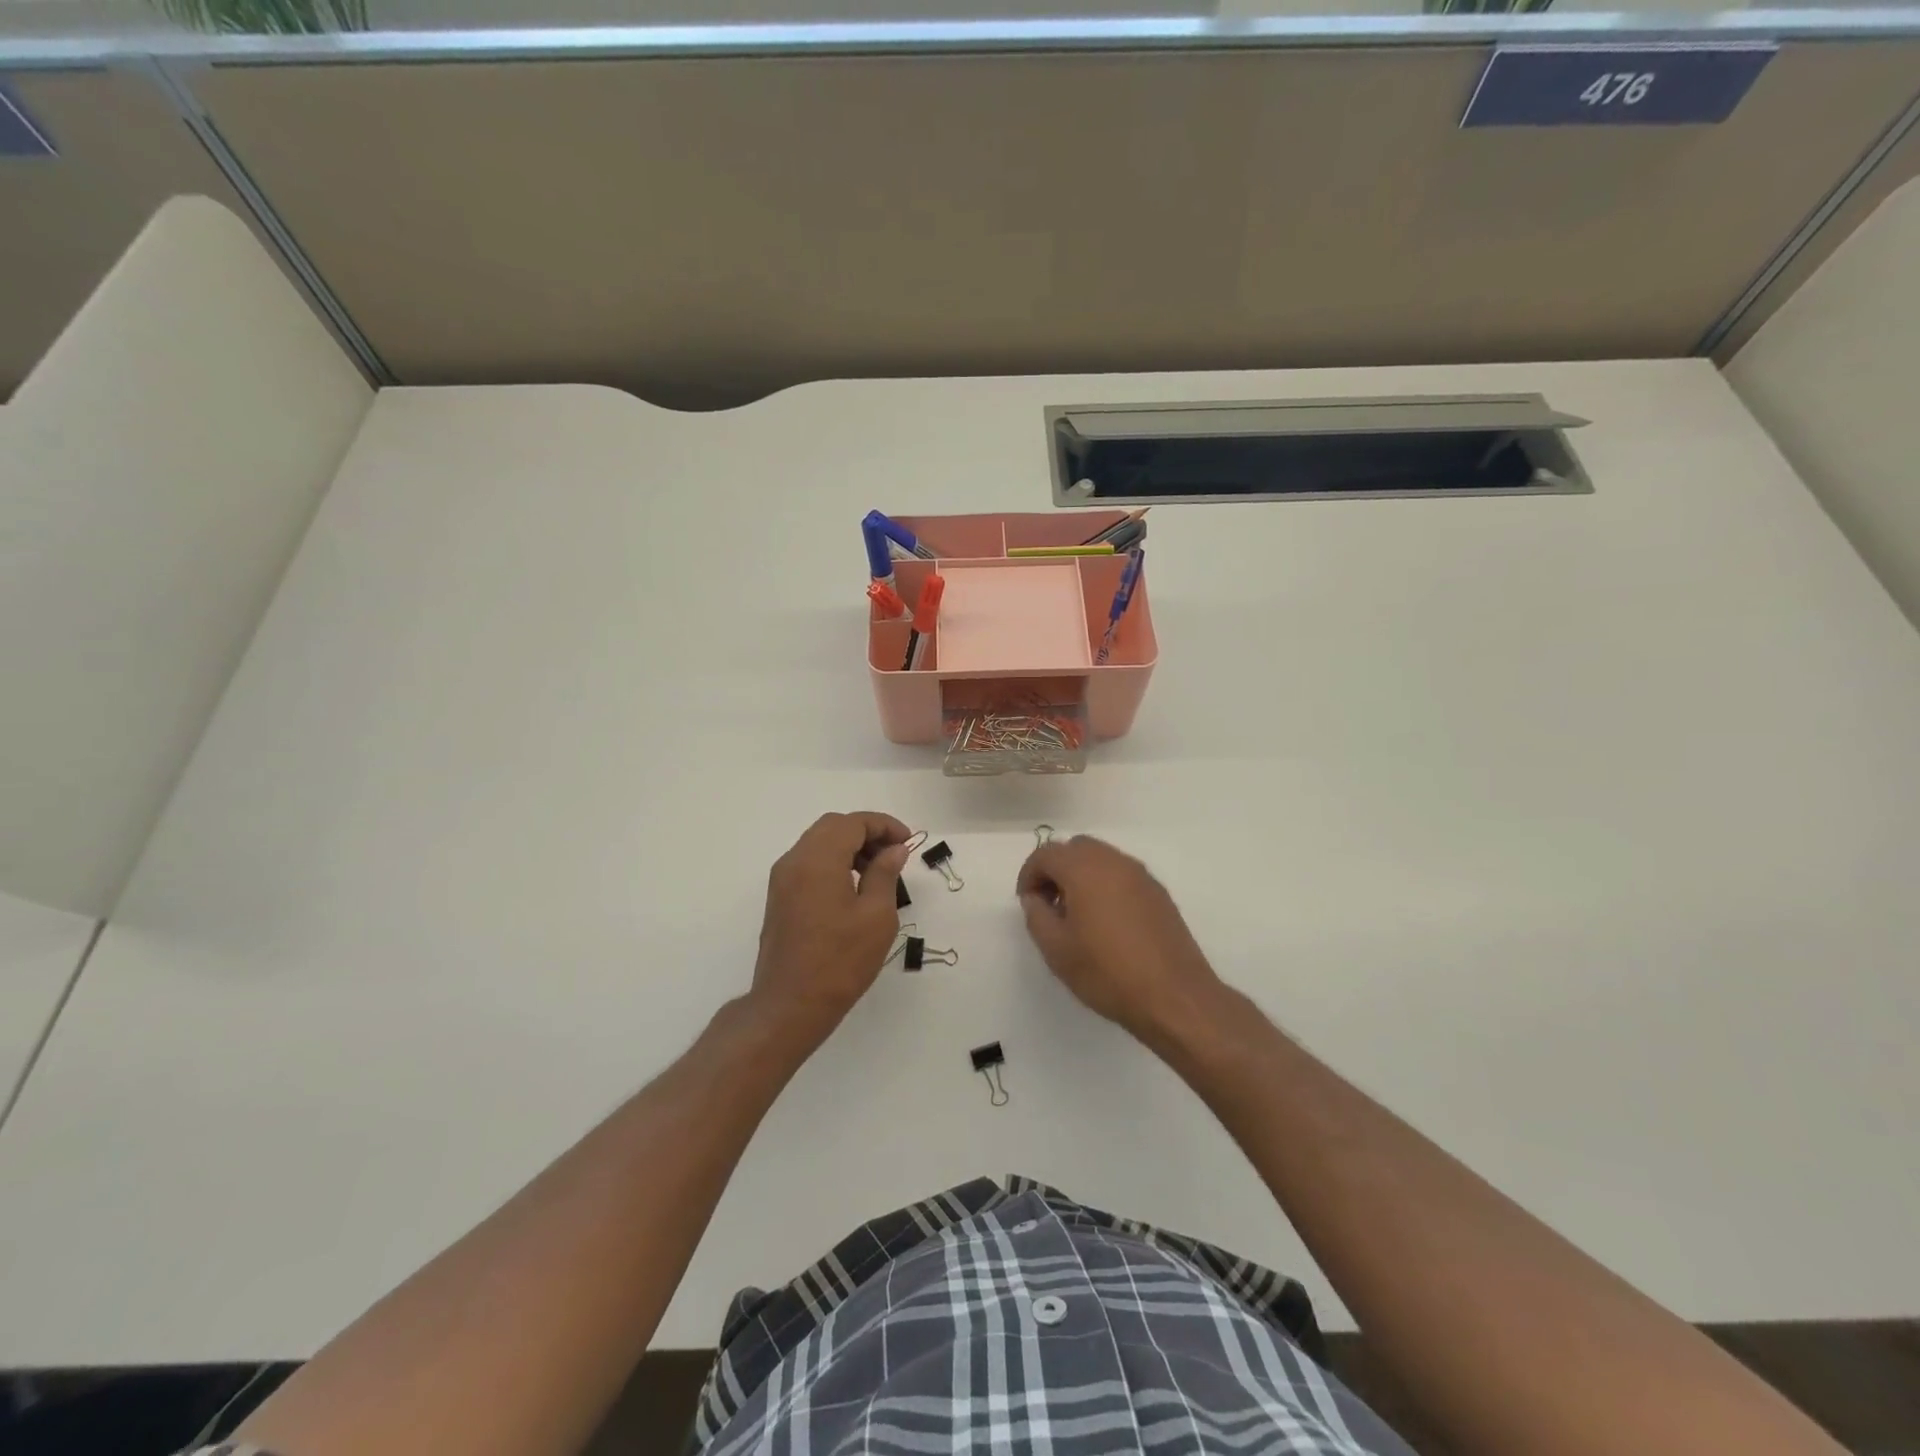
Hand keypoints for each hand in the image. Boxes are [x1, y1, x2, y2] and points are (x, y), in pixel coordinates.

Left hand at [750, 812, 911, 1035]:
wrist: (790, 1005)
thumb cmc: (840, 961)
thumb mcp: (876, 916)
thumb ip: (885, 874)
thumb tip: (894, 849)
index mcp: (818, 860)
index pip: (853, 823)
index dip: (884, 825)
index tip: (908, 842)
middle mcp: (794, 861)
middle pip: (833, 827)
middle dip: (867, 832)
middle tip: (895, 854)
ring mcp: (782, 880)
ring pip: (819, 843)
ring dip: (850, 847)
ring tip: (878, 871)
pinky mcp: (780, 898)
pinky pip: (809, 863)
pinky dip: (833, 862)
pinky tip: (854, 887)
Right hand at [1017, 835, 1225, 1046]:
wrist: (1174, 996)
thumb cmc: (1108, 972)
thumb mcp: (1056, 950)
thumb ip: (1037, 915)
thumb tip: (1036, 898)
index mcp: (1084, 869)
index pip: (1046, 853)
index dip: (1029, 874)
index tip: (1027, 902)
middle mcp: (1114, 862)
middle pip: (1075, 848)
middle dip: (1056, 869)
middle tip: (1049, 904)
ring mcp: (1141, 875)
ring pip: (1101, 859)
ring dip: (1081, 876)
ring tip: (1076, 915)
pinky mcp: (1159, 893)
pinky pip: (1122, 875)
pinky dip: (1105, 885)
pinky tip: (1106, 922)